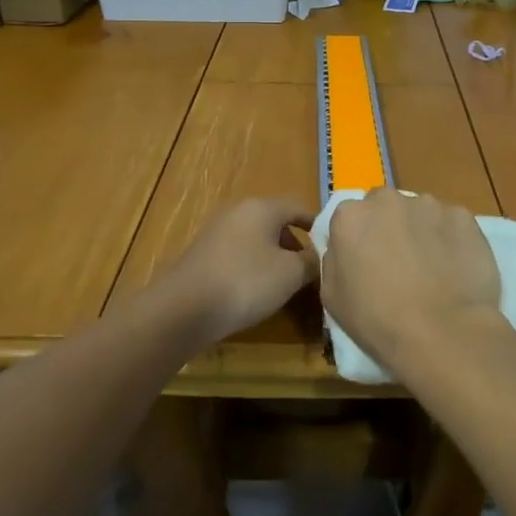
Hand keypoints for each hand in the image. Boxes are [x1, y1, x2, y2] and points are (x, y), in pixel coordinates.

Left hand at [163, 197, 318, 348]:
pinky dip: (252, 266)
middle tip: (308, 270)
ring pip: (256, 238)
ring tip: (284, 284)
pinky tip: (255, 290)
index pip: (298, 206)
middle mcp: (238, 211)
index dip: (317, 224)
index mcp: (262, 207)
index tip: (330, 245)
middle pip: (276, 222)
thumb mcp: (291, 274)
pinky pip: (238, 253)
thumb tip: (319, 257)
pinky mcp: (203, 253)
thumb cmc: (246, 282)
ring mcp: (217, 231)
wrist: (185, 308)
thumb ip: (311, 262)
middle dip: (295, 244)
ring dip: (273, 257)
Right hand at [320, 189, 504, 373]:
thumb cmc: (378, 321)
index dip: (359, 239)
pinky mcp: (462, 216)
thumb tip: (346, 249)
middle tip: (399, 264)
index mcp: (350, 216)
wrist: (442, 333)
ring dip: (421, 232)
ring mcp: (428, 205)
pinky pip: (451, 224)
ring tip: (432, 270)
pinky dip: (451, 240)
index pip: (350, 217)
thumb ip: (335, 259)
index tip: (367, 262)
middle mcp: (387, 200)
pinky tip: (455, 270)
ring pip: (420, 213)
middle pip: (385, 207)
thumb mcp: (332, 296)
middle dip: (389, 228)